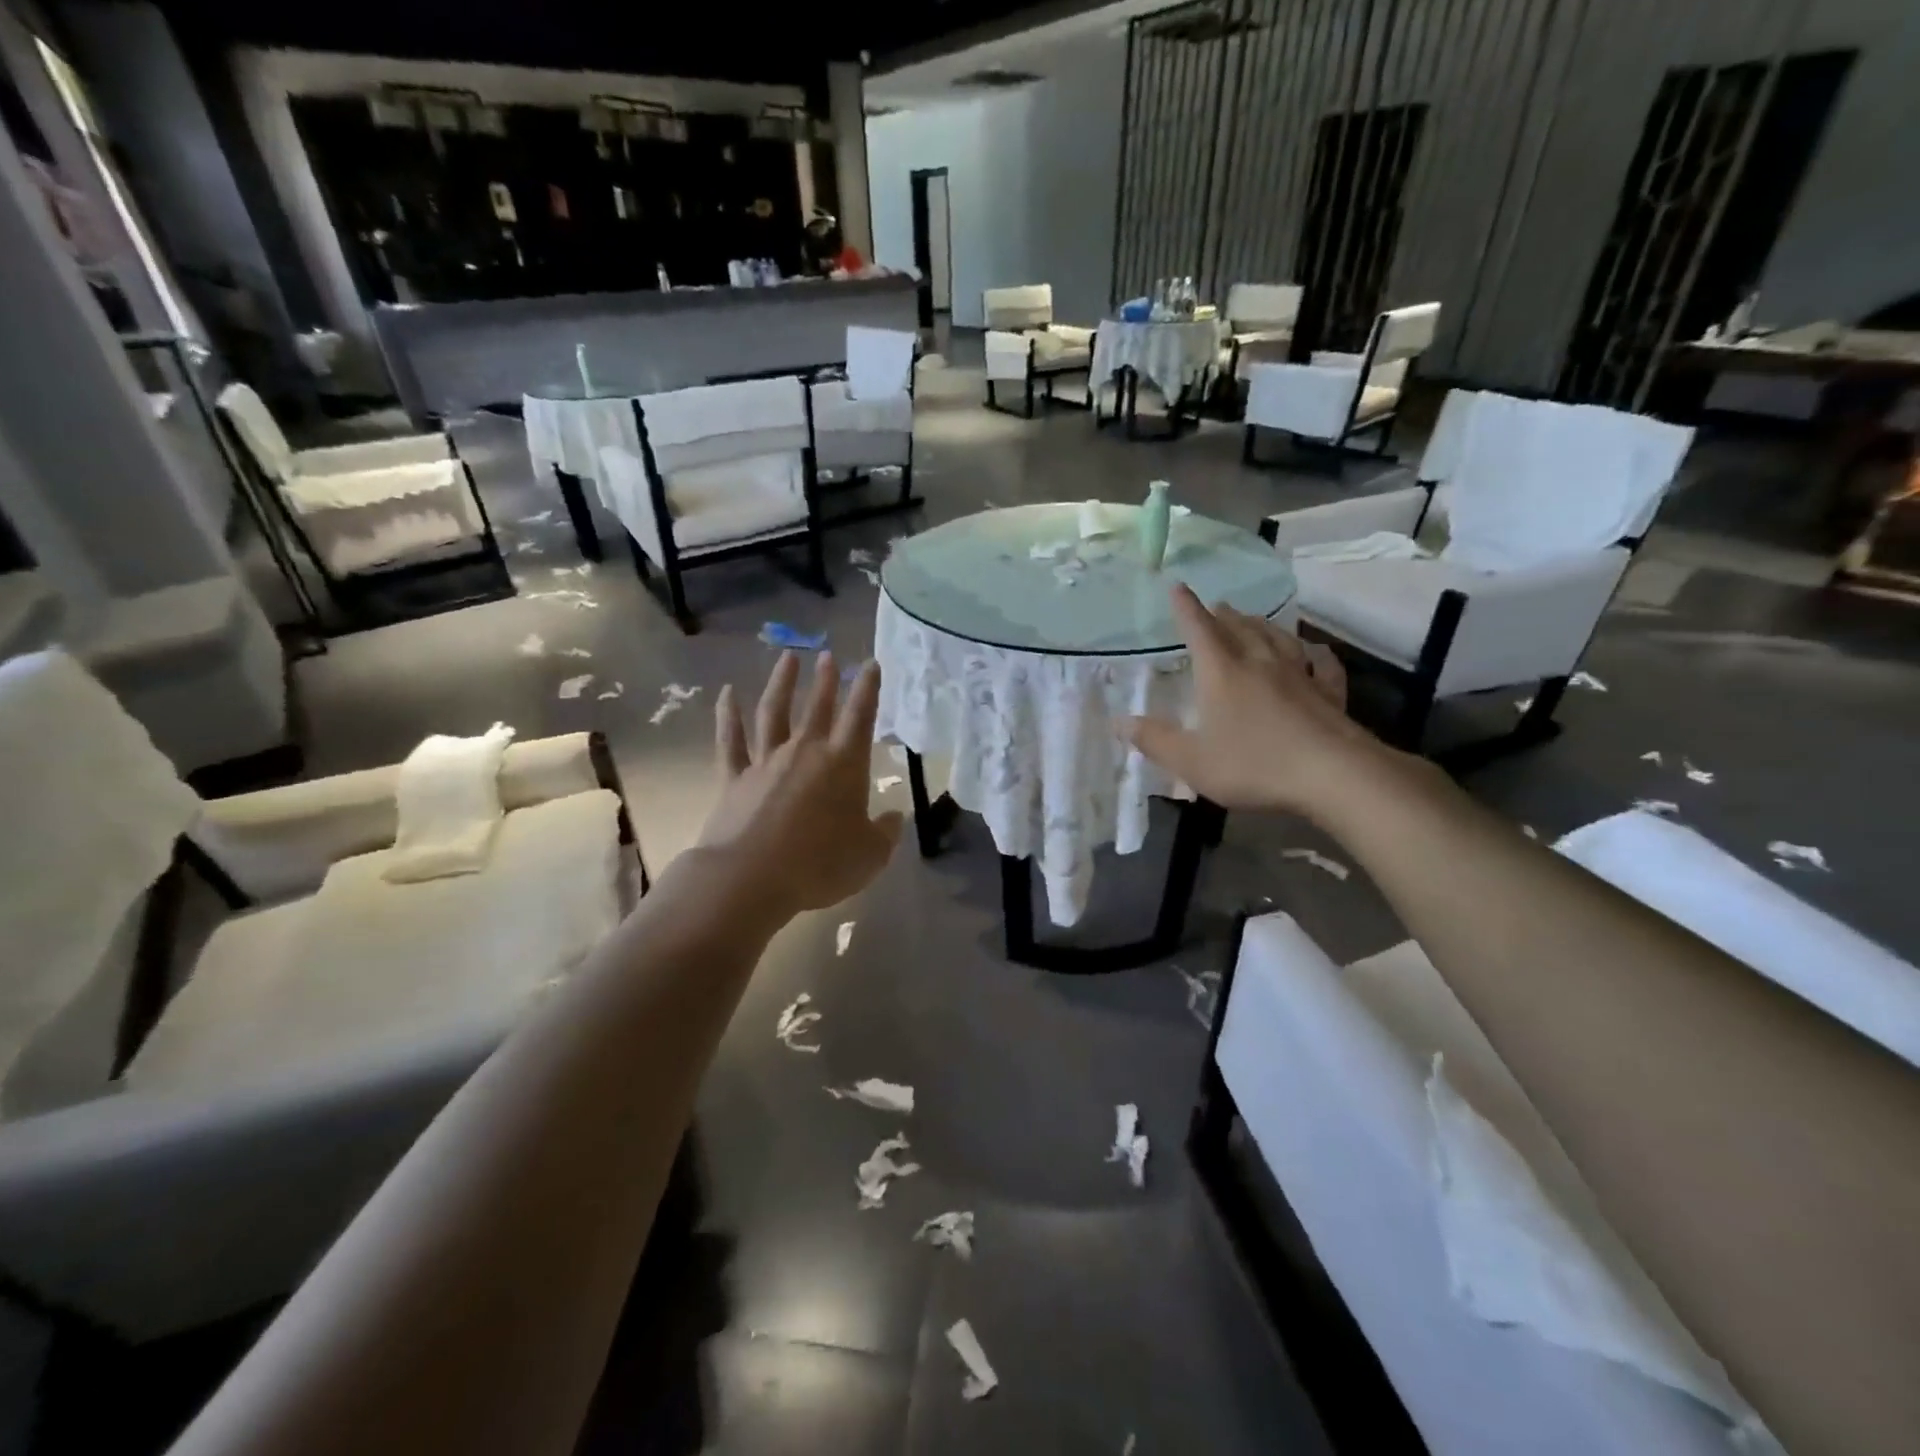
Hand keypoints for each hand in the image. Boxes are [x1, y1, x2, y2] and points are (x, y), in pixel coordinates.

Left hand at [698, 651, 903, 919]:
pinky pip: (730, 739)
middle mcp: (805, 752)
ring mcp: (766, 761)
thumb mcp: (870, 856)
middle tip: (827, 655)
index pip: (861, 717)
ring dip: (782, 683)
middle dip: (826, 679)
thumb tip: (894, 818)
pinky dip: (728, 714)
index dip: (868, 689)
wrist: (752, 878)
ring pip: (774, 712)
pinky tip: (727, 692)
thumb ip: (885, 833)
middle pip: (818, 707)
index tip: (871, 663)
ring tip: (788, 658)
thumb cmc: (820, 865)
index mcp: (844, 764)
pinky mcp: (733, 778)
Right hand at [1124, 585, 1390, 817]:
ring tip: (1254, 619)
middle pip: (1240, 629)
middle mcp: (1260, 663)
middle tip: (1218, 605)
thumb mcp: (1191, 760)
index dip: (1186, 608)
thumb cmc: (1253, 764)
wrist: (1333, 775)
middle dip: (1224, 615)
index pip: (1199, 630)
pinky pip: (1321, 664)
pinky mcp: (1329, 694)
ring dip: (1262, 625)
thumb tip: (1119, 721)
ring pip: (1278, 639)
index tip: (1178, 587)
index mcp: (1222, 672)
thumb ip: (1155, 740)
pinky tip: (1314, 652)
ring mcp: (1299, 675)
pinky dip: (1314, 654)